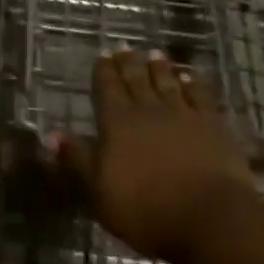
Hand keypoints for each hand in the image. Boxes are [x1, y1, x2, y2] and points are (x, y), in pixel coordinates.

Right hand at [55, 47, 258, 263]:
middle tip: (124, 46)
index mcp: (117, 122)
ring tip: (154, 54)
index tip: (103, 54)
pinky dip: (193, 84)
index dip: (104, 71)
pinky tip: (189, 77)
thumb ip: (76, 159)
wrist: (208, 217)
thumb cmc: (145, 209)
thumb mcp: (98, 191)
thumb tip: (51, 133)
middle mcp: (148, 110)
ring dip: (159, 68)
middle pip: (136, 80)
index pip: (107, 88)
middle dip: (128, 63)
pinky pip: (199, 96)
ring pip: (167, 83)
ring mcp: (182, 114)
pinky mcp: (212, 125)